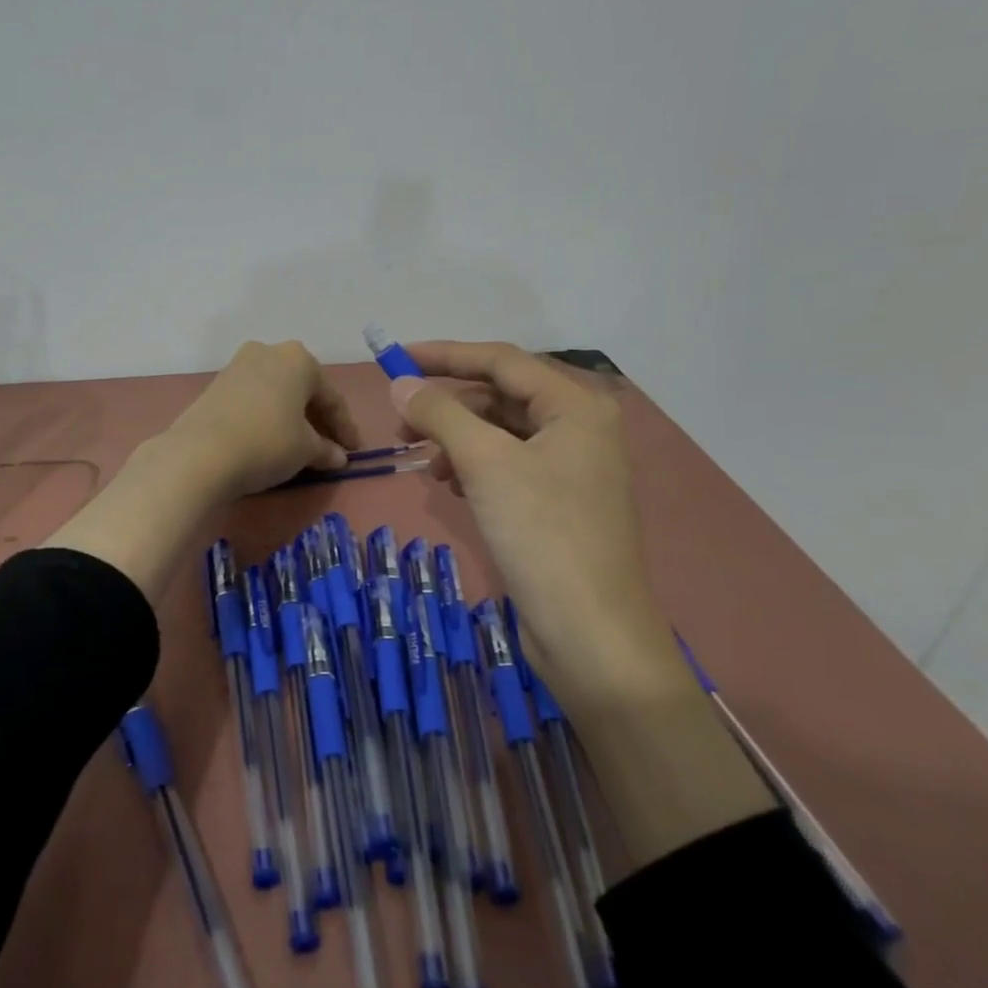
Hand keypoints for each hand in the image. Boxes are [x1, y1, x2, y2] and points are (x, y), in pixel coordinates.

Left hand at [159, 340, 361, 501]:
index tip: (355, 452)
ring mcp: (238, 366)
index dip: (346, 428)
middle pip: (303, 390)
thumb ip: (326, 450)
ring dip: (292, 418)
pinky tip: (272, 440)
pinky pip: (254, 400)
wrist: (199, 454)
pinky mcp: (216, 385)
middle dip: (318, 420)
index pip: (331, 398)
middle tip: (331, 448)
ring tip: (302, 447)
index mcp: (298, 359)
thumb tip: (337, 456)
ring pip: (277, 393)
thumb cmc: (267, 443)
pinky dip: (268, 417)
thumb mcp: (305, 450)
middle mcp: (268, 352)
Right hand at [388, 342, 656, 690]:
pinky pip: (508, 466)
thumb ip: (440, 414)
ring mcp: (571, 468)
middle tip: (400, 422)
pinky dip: (474, 467)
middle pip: (502, 396)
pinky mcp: (558, 503)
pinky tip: (450, 485)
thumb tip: (400, 383)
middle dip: (448, 405)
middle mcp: (580, 427)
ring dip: (457, 439)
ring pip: (502, 434)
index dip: (446, 355)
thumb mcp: (485, 463)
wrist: (590, 633)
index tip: (397, 357)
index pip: (501, 360)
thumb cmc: (542, 533)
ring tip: (422, 461)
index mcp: (576, 405)